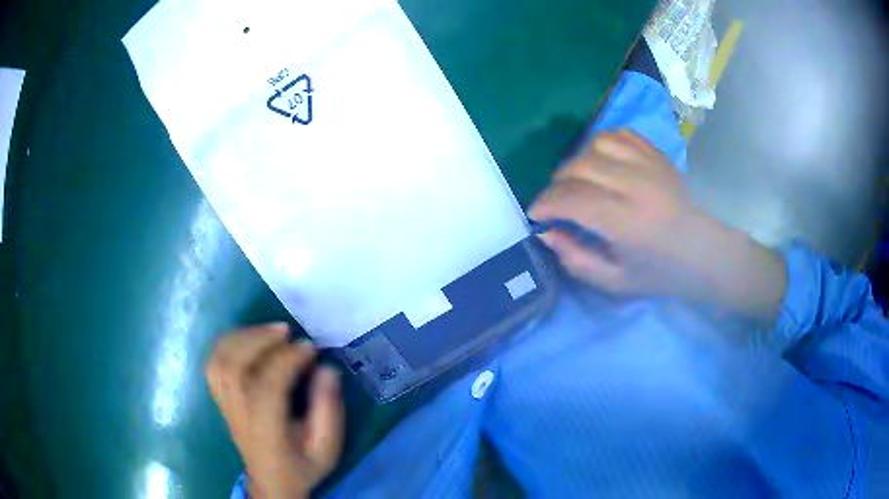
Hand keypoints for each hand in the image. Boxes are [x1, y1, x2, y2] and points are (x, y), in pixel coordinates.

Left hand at [206, 323, 343, 498]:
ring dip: (242, 338)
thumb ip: (328, 410)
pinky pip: (213, 364)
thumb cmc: (302, 467)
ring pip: (219, 362)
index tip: (310, 347)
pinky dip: (227, 344)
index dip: (287, 361)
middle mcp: (238, 414)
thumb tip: (327, 368)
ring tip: (269, 331)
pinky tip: (248, 339)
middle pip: (234, 367)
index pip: (266, 387)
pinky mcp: (220, 399)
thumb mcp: (326, 447)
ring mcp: (225, 405)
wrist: (272, 484)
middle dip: (259, 341)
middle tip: (287, 330)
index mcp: (266, 430)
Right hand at [529, 131, 785, 320]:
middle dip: (556, 184)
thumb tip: (547, 233)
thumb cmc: (659, 273)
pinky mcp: (656, 155)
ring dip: (577, 162)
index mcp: (626, 222)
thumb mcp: (615, 282)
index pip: (572, 199)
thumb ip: (577, 260)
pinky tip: (600, 161)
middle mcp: (636, 186)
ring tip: (578, 181)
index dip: (545, 204)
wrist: (702, 252)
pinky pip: (619, 134)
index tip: (535, 214)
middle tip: (556, 202)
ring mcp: (648, 165)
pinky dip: (600, 143)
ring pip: (595, 145)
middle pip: (579, 167)